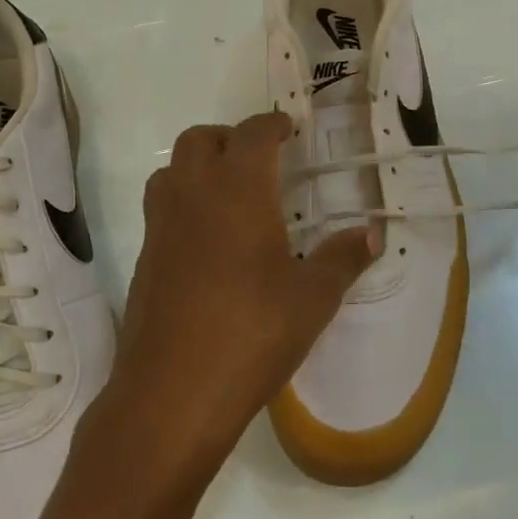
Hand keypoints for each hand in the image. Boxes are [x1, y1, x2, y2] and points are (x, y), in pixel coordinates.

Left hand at [102, 112, 376, 482]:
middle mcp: (193, 196)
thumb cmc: (252, 334)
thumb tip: (372, 234)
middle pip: (199, 139)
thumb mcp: (312, 298)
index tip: (289, 129)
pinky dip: (184, 204)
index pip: (252, 134)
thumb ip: (343, 259)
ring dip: (199, 166)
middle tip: (260, 160)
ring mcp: (161, 227)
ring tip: (232, 194)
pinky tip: (210, 243)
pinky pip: (161, 209)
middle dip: (230, 138)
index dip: (272, 124)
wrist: (172, 393)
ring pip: (171, 170)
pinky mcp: (145, 260)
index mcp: (238, 191)